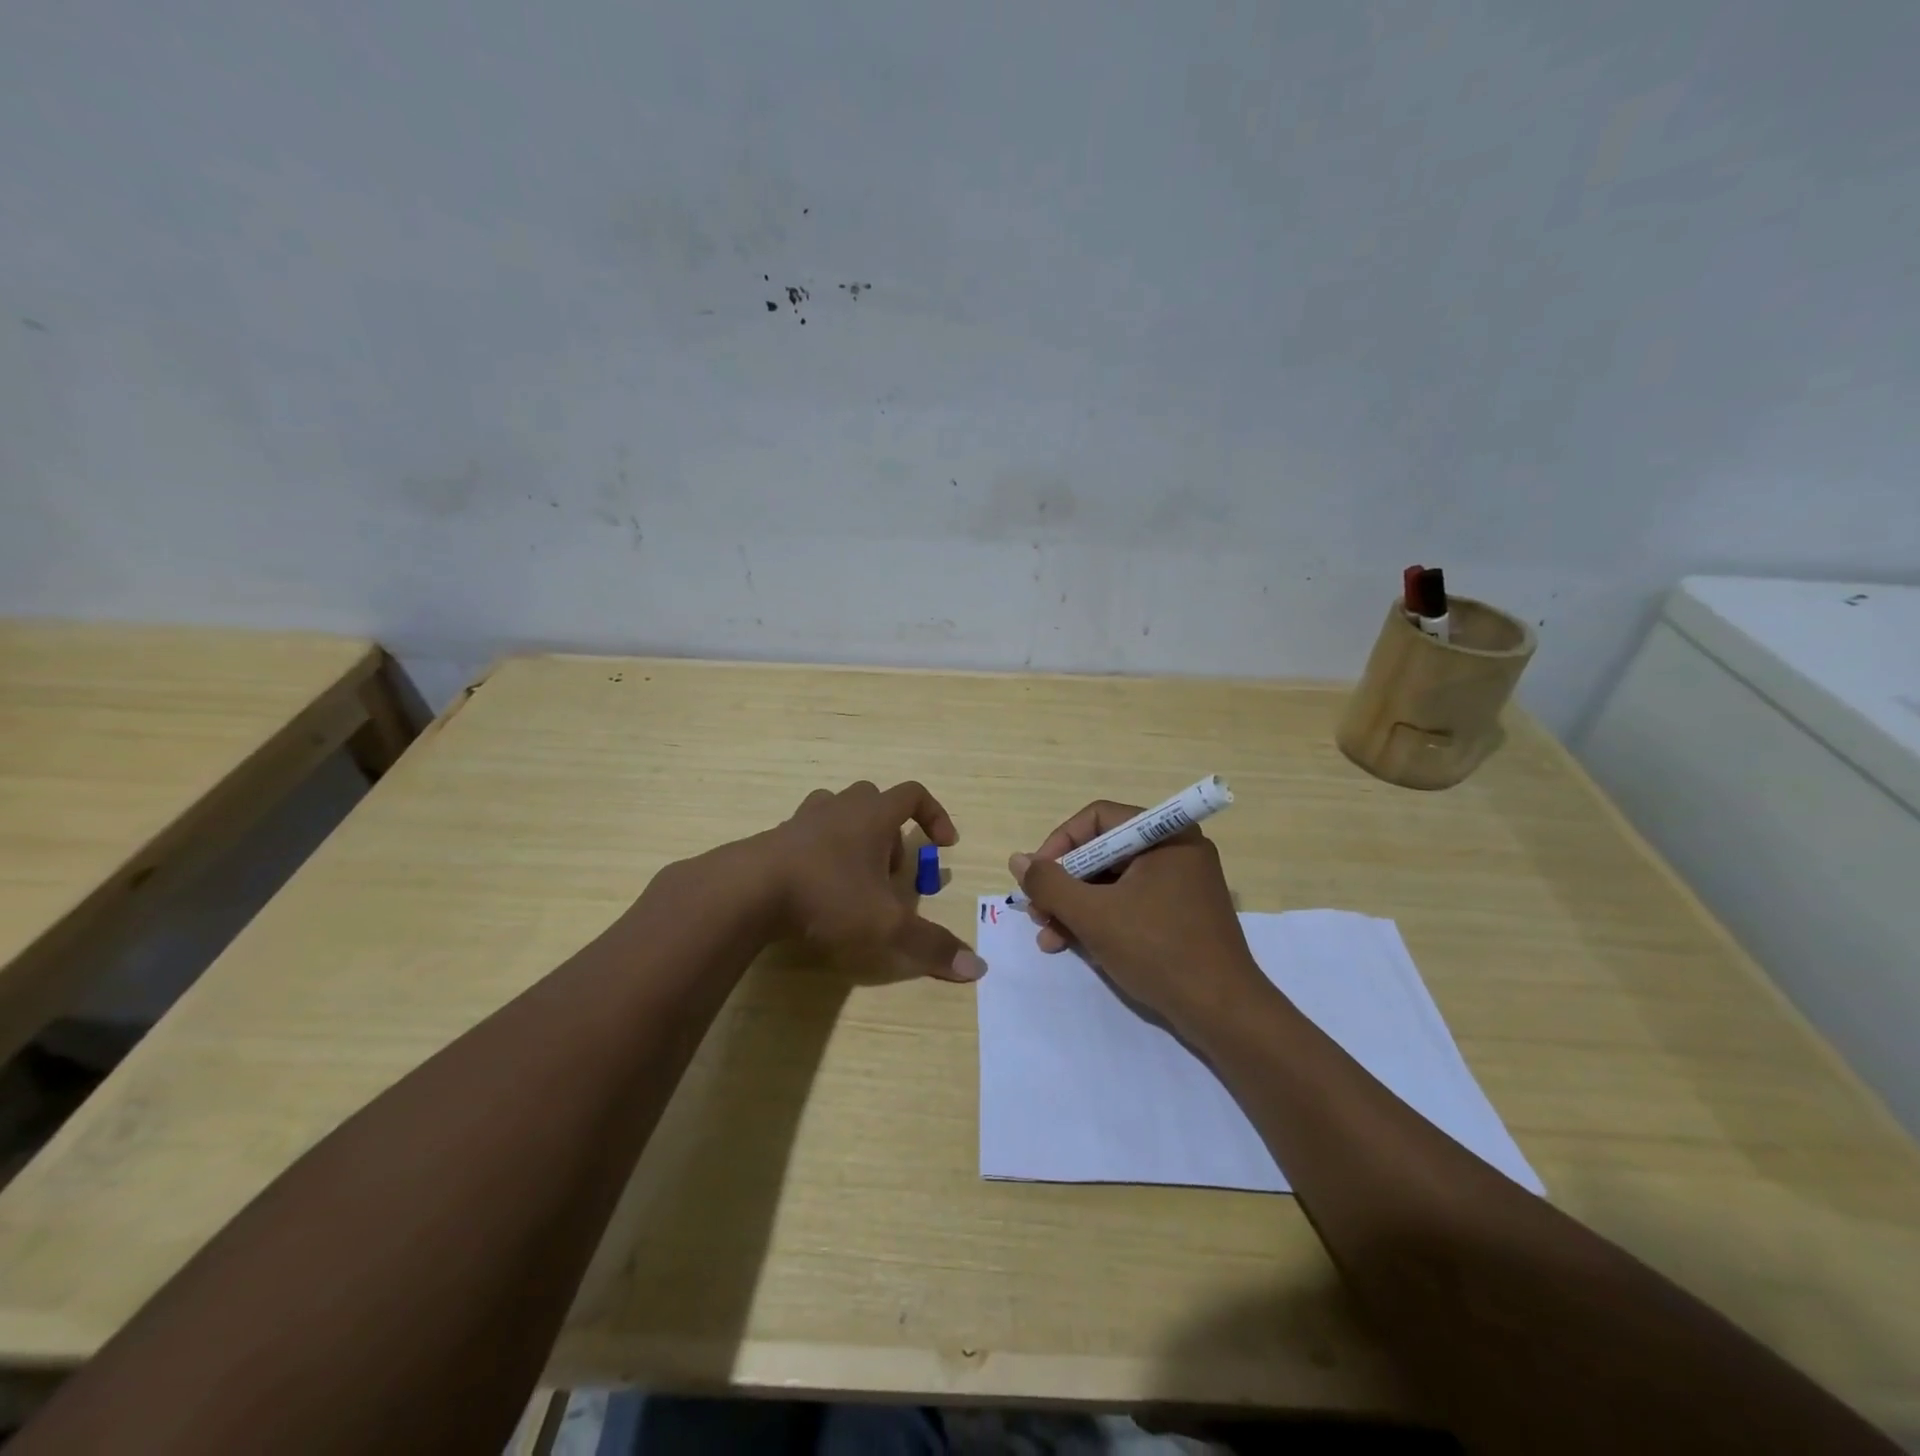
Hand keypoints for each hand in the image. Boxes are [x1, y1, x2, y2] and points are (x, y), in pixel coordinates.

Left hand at [758, 780, 985, 982]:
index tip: (944, 845)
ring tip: (854, 880)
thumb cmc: (827, 896)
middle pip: (874, 801)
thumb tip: (978, 968)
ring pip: (837, 813)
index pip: (914, 794)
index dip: (935, 815)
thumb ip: (931, 946)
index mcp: (872, 815)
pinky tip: (817, 890)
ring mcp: (803, 820)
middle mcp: (839, 807)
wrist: (748, 891)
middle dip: (890, 834)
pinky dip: (820, 854)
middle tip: (890, 874)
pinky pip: (807, 835)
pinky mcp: (774, 839)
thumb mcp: (886, 927)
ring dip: (854, 839)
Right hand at [1009, 801, 1266, 1030]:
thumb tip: (1018, 860)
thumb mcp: (1094, 916)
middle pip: (1103, 852)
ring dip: (1076, 907)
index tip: (1036, 878)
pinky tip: (1075, 945)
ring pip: (1113, 882)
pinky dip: (1101, 919)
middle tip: (1038, 913)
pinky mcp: (1181, 914)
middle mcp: (1175, 850)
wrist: (1224, 1013)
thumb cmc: (1158, 951)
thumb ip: (1050, 884)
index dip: (1059, 844)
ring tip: (1050, 938)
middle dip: (1064, 884)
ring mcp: (1181, 883)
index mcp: (1165, 835)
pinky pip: (1131, 902)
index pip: (1097, 819)